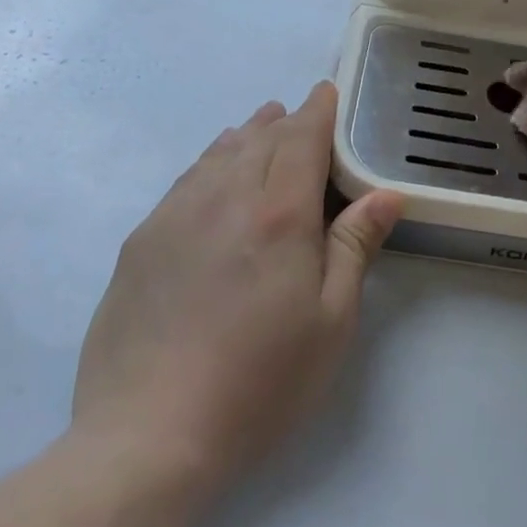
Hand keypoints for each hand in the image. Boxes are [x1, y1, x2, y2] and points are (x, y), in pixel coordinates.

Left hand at [70, 81, 402, 485]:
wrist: (149, 434)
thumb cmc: (261, 382)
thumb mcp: (330, 321)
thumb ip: (355, 246)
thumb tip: (386, 193)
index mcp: (278, 214)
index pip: (302, 139)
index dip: (318, 111)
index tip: (327, 92)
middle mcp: (224, 198)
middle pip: (259, 139)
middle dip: (284, 121)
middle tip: (299, 112)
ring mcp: (175, 216)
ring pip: (217, 154)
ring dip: (245, 135)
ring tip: (261, 126)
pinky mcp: (141, 242)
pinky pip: (184, 181)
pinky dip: (208, 161)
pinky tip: (212, 171)